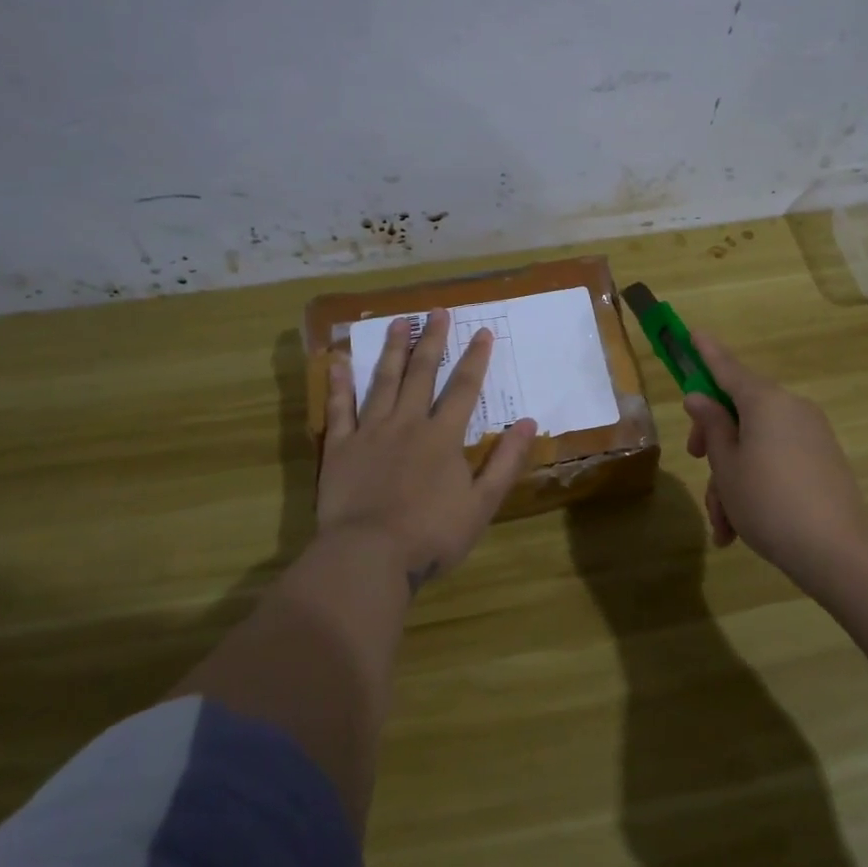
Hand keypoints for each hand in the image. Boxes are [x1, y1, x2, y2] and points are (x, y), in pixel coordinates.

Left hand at [319, 309, 537, 589]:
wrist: (369, 555)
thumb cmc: (431, 534)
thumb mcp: (482, 504)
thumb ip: (506, 461)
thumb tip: (529, 422)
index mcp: (443, 437)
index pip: (465, 388)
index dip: (476, 359)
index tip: (483, 331)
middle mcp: (408, 423)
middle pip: (423, 373)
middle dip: (433, 340)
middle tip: (437, 311)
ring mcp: (371, 432)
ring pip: (383, 381)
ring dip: (393, 350)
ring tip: (398, 322)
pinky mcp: (340, 447)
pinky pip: (339, 408)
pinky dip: (339, 383)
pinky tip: (338, 360)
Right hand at [684, 333, 867, 587]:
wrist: (838, 552)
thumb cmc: (768, 502)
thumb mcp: (727, 466)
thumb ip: (712, 426)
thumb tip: (701, 398)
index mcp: (765, 401)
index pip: (728, 368)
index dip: (706, 353)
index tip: (693, 333)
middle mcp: (791, 408)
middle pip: (740, 411)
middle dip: (714, 440)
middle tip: (696, 462)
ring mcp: (811, 434)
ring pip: (756, 444)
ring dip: (732, 478)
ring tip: (723, 525)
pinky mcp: (822, 461)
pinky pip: (777, 460)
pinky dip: (756, 484)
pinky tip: (740, 529)